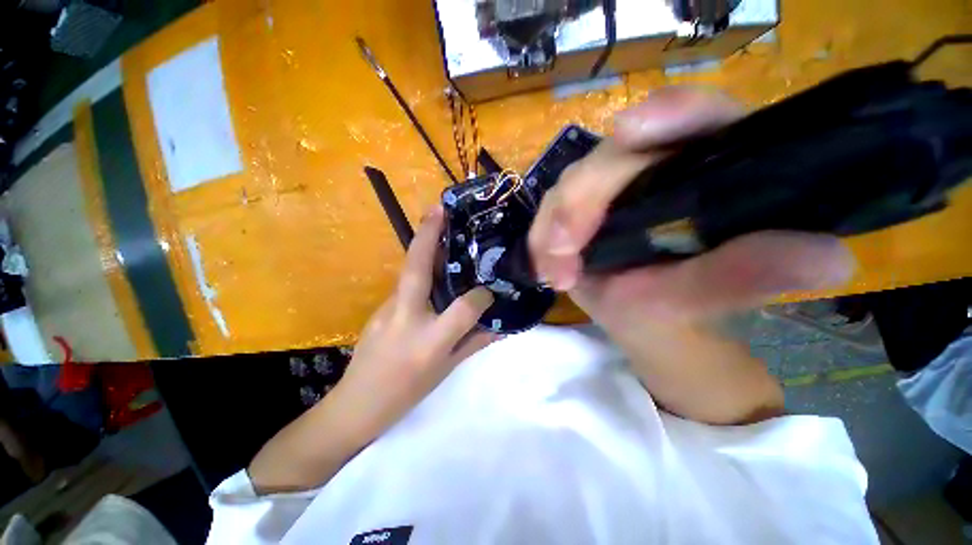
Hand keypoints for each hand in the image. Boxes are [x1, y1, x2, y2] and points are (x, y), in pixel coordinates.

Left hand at [333, 205, 495, 438]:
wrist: (355, 406)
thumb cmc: (405, 393)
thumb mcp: (446, 371)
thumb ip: (475, 344)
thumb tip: (501, 326)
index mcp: (429, 342)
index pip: (462, 309)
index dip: (480, 297)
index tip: (489, 289)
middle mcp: (407, 319)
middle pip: (417, 270)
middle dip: (428, 237)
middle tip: (440, 210)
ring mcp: (387, 310)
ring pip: (409, 272)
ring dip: (423, 247)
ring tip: (439, 228)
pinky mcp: (379, 308)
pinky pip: (405, 283)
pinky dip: (420, 269)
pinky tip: (432, 266)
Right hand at [528, 87, 855, 424]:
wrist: (646, 326)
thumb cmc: (682, 313)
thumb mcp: (708, 298)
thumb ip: (747, 276)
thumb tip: (828, 257)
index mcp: (705, 170)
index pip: (697, 118)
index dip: (668, 113)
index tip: (629, 131)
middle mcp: (653, 171)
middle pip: (610, 157)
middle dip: (580, 199)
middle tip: (566, 250)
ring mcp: (610, 190)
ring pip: (571, 184)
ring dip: (555, 225)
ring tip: (556, 271)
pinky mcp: (580, 211)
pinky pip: (552, 212)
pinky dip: (543, 238)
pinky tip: (547, 267)